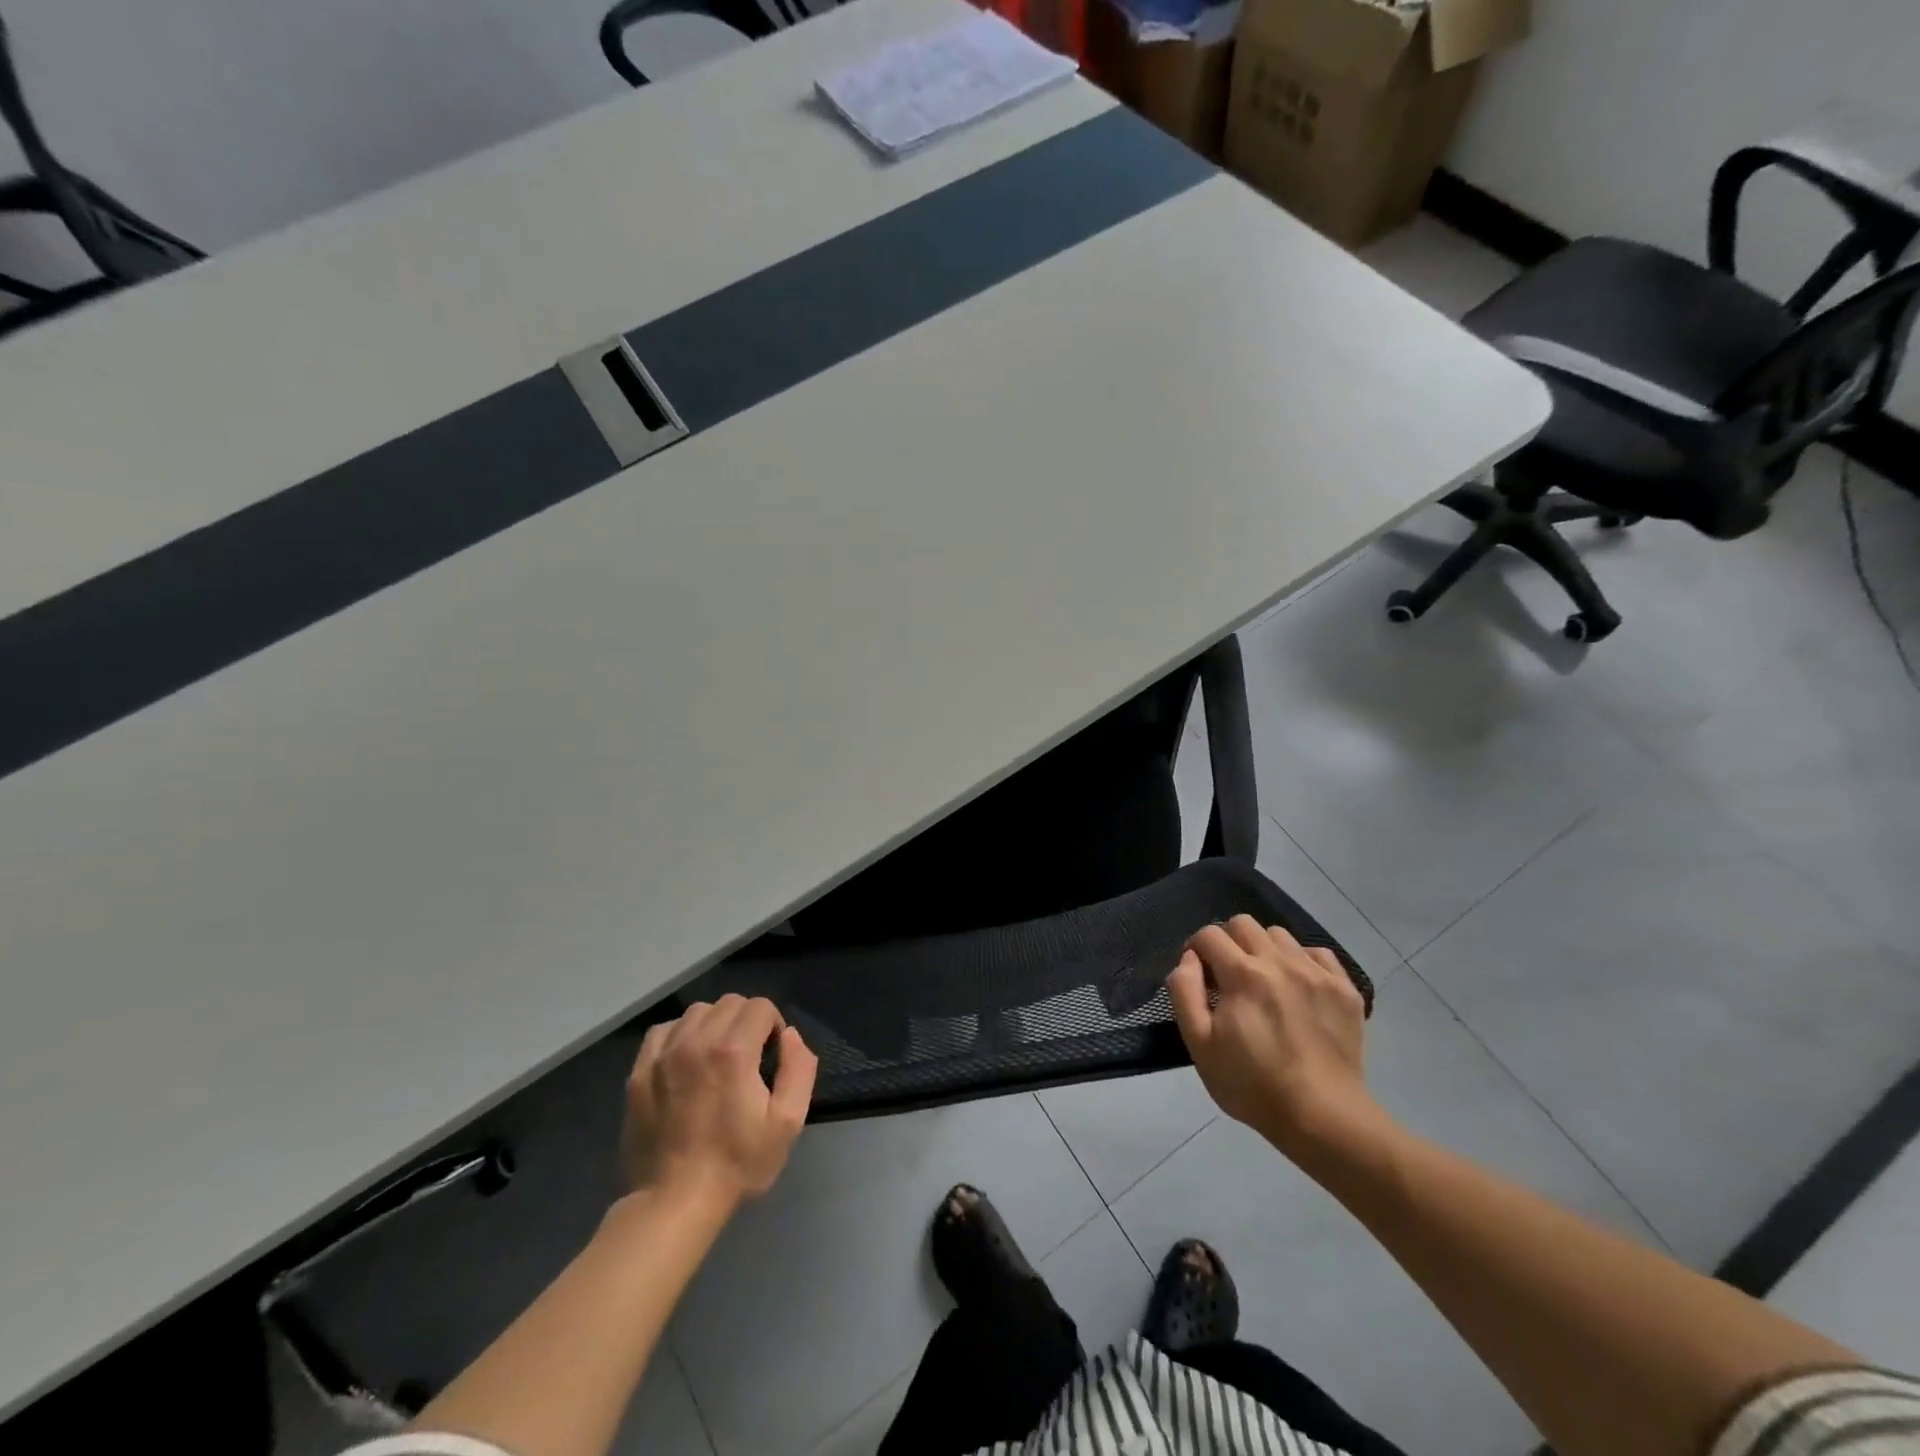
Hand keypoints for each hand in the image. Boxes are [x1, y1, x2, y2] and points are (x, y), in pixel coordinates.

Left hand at [621, 995, 817, 1209]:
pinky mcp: (639, 1071)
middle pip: (730, 1003)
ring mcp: (663, 1054)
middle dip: (747, 1021)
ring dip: (714, 1024)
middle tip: (748, 1057)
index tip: (771, 1055)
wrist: (674, 1203)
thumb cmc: (736, 1163)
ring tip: (717, 1057)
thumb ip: (799, 1068)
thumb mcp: (787, 1123)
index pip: (761, 1006)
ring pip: (697, 1012)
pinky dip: (680, 1035)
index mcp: (733, 1050)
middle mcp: (696, 1041)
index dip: (773, 1025)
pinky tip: (686, 1060)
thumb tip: (790, 1035)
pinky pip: (663, 1030)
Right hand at [1166, 917, 1380, 1157]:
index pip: (1209, 934)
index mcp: (1243, 974)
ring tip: (1264, 981)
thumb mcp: (1200, 1045)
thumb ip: (1185, 992)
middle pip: (1244, 923)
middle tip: (1227, 975)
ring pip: (1280, 935)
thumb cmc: (1252, 1085)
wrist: (1324, 1118)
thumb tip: (1188, 959)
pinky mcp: (1345, 989)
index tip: (1198, 974)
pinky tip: (1297, 988)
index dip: (1195, 948)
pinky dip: (1301, 961)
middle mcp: (1280, 962)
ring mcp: (1316, 973)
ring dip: (1263, 949)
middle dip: (1227, 942)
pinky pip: (1317, 953)